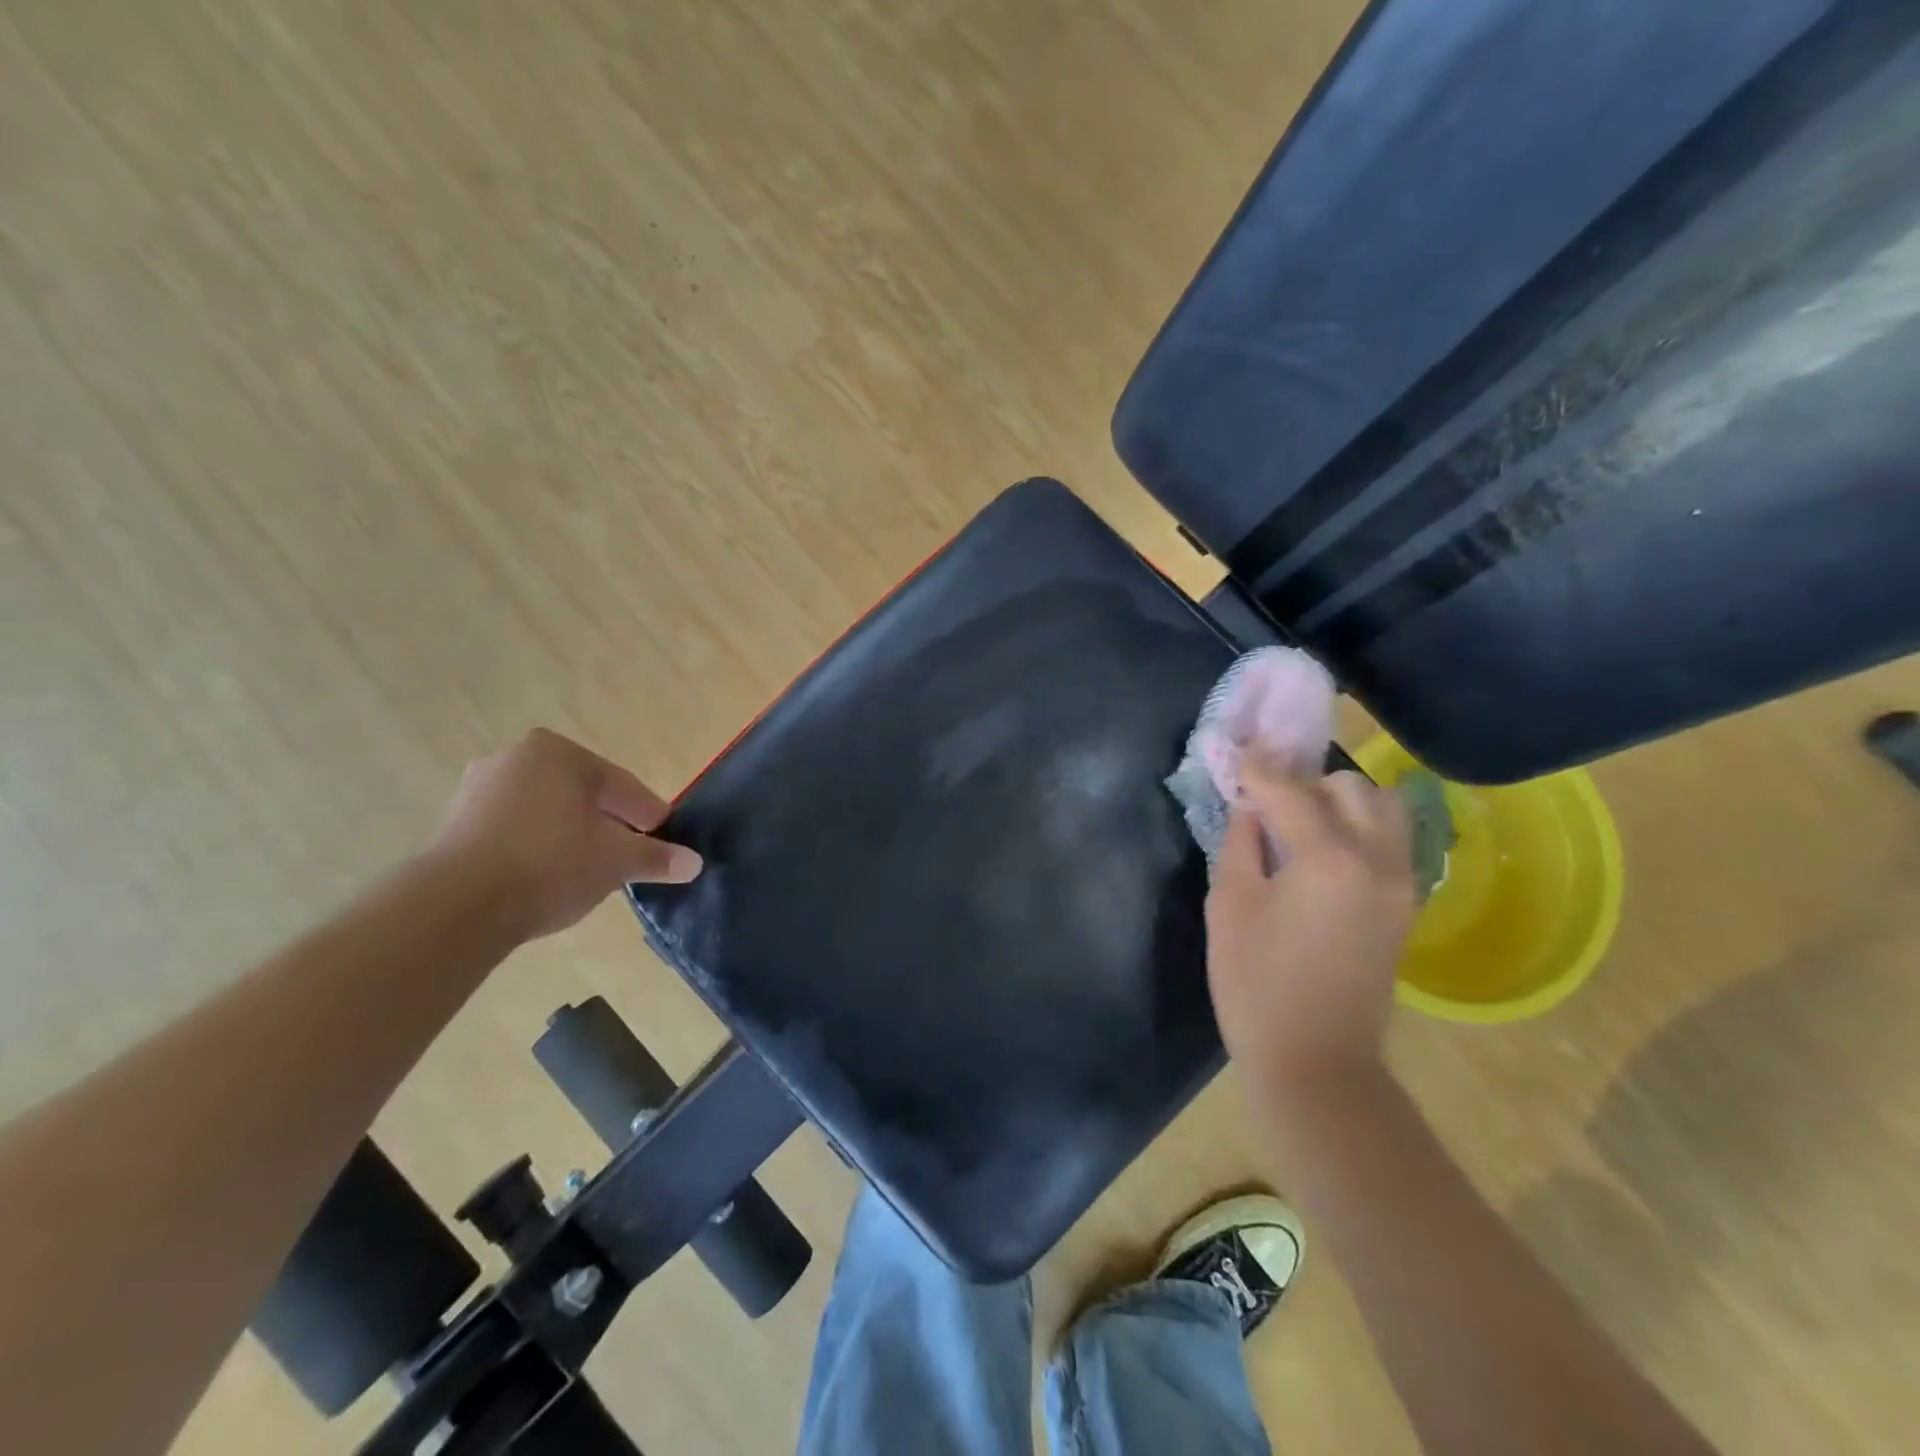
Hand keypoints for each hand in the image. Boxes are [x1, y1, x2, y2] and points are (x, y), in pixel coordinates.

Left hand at [431, 728, 702, 941]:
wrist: (457, 905)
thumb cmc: (551, 863)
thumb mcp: (617, 860)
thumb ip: (657, 857)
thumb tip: (695, 863)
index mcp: (559, 753)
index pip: (621, 784)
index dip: (648, 815)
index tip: (663, 840)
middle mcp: (516, 758)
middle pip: (582, 795)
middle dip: (609, 824)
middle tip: (630, 855)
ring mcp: (478, 790)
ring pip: (547, 812)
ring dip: (572, 836)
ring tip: (590, 870)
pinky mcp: (454, 824)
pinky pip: (515, 830)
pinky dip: (538, 847)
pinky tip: (550, 876)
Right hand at [1205, 756, 1416, 1086]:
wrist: (1316, 1060)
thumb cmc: (1256, 984)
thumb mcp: (1230, 905)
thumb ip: (1241, 841)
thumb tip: (1249, 803)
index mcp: (1328, 858)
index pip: (1289, 789)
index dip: (1257, 766)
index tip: (1236, 750)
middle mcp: (1377, 859)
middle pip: (1347, 786)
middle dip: (1302, 783)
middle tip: (1265, 803)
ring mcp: (1401, 881)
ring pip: (1382, 806)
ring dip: (1339, 801)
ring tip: (1300, 824)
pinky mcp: (1406, 902)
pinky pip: (1390, 839)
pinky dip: (1359, 827)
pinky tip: (1321, 851)